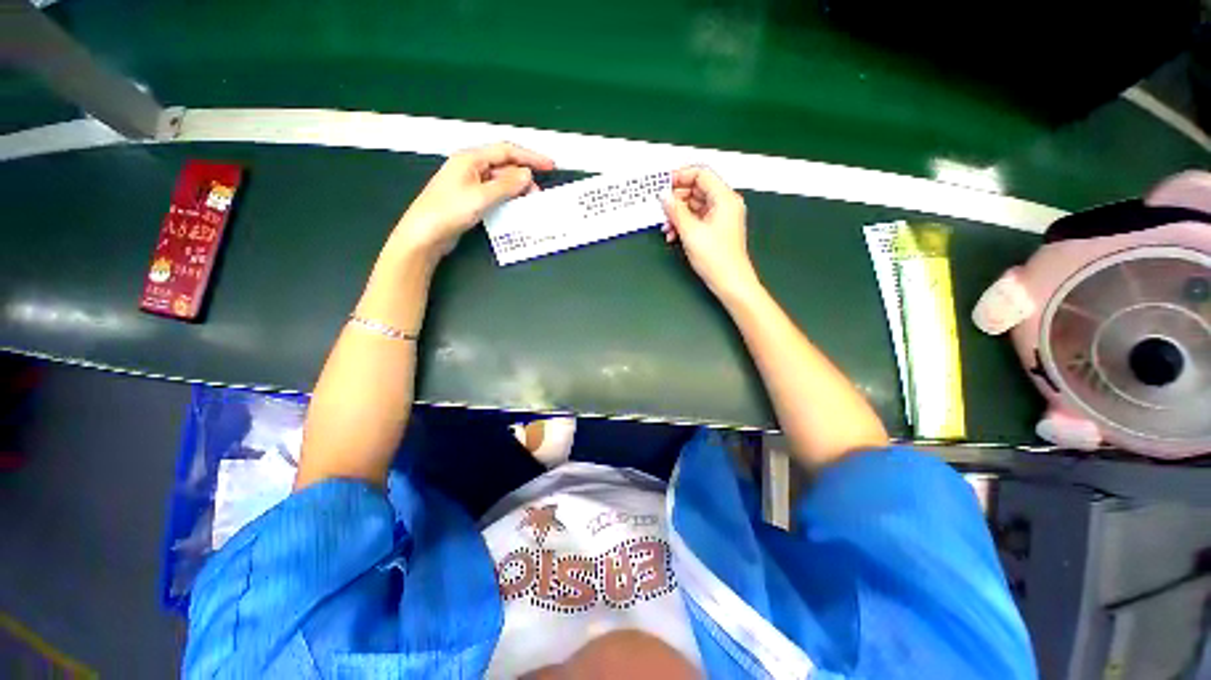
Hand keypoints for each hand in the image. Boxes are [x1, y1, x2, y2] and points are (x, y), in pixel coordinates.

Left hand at [389, 142, 554, 261]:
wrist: (424, 234)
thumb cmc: (448, 211)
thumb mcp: (481, 197)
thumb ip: (506, 185)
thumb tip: (527, 175)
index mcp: (470, 159)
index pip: (506, 151)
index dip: (530, 157)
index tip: (549, 165)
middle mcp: (470, 167)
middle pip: (503, 166)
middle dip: (523, 177)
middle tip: (539, 193)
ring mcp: (469, 183)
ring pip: (500, 181)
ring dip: (516, 189)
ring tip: (530, 201)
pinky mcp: (469, 199)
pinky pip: (494, 194)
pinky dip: (507, 198)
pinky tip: (515, 207)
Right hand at [662, 166, 759, 301]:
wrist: (730, 282)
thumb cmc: (717, 259)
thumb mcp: (690, 232)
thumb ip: (676, 211)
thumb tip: (665, 196)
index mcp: (725, 199)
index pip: (701, 174)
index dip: (681, 176)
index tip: (664, 184)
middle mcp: (725, 205)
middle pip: (697, 190)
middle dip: (677, 200)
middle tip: (662, 208)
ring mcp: (721, 218)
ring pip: (694, 206)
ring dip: (678, 215)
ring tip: (667, 227)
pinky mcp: (716, 230)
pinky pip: (697, 219)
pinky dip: (684, 224)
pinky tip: (674, 235)